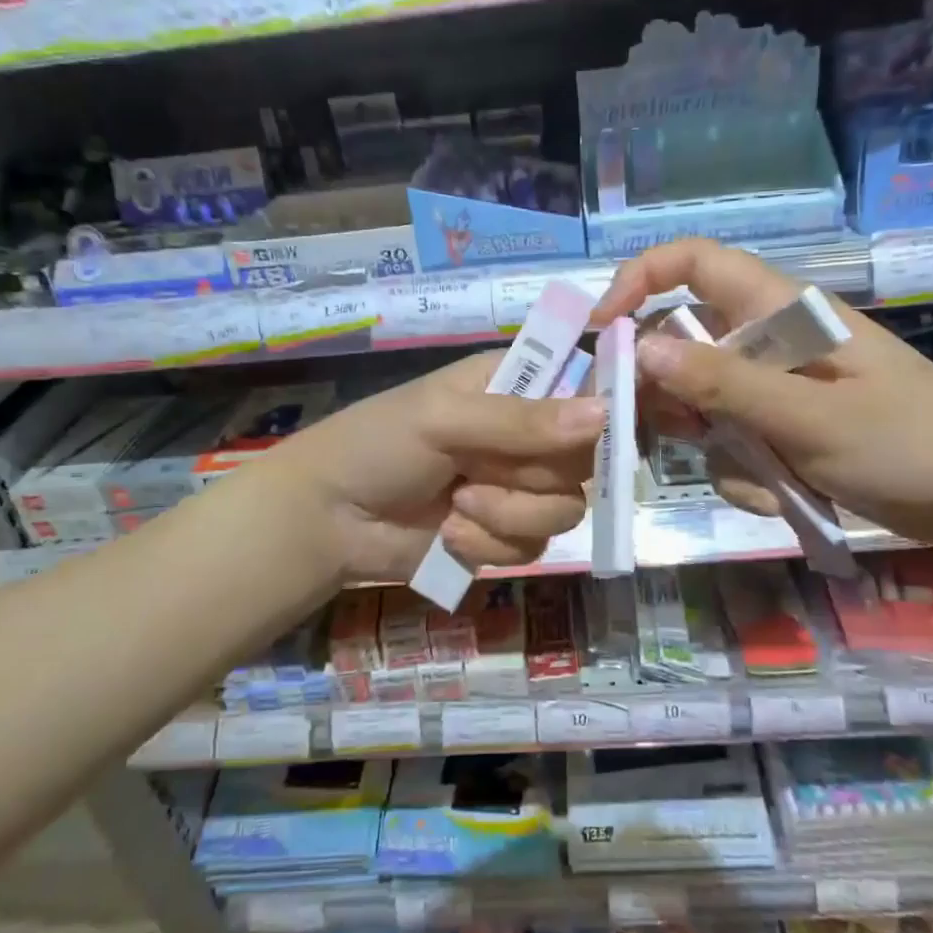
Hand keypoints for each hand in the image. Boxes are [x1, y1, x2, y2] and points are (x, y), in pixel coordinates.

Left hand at [272, 351, 603, 585]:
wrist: (329, 519)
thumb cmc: (378, 444)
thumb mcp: (445, 419)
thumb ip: (522, 421)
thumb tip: (603, 414)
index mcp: (514, 385)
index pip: (584, 389)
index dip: (599, 412)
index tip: (597, 436)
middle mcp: (526, 435)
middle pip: (582, 460)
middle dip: (532, 478)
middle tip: (481, 473)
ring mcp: (517, 488)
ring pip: (564, 510)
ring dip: (507, 515)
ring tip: (458, 505)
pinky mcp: (504, 535)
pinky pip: (533, 547)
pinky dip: (489, 546)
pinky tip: (450, 534)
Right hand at [592, 238, 932, 550]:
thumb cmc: (910, 444)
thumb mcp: (811, 418)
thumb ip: (724, 384)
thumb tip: (641, 348)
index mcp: (781, 310)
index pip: (693, 262)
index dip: (639, 280)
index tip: (603, 332)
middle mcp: (770, 339)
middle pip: (683, 339)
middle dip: (667, 389)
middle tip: (664, 434)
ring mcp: (776, 386)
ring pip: (702, 399)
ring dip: (711, 441)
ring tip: (755, 476)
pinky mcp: (784, 426)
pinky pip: (732, 439)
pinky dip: (743, 468)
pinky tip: (779, 495)